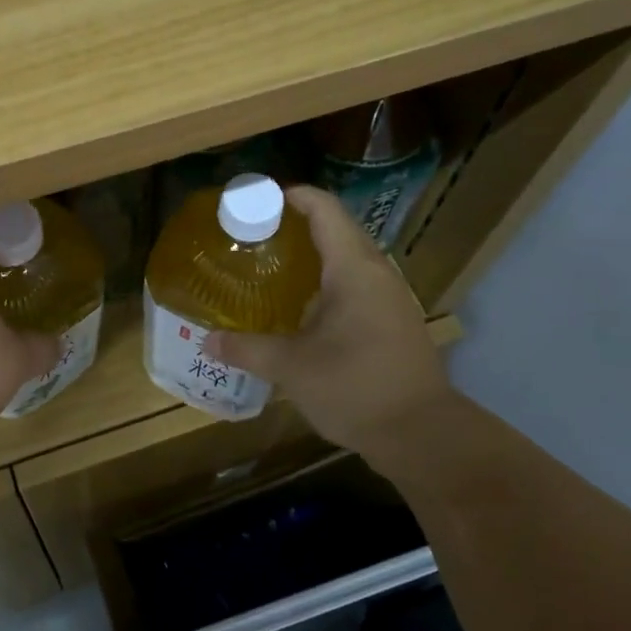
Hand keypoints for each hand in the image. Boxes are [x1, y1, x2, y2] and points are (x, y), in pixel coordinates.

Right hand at [205, 186, 453, 459]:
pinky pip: (357, 287)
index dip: (293, 197)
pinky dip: (328, 285)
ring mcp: (391, 299)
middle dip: (296, 228)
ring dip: (313, 259)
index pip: (325, 210)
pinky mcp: (394, 323)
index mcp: (354, 269)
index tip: (257, 201)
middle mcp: (377, 274)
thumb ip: (248, 349)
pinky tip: (303, 311)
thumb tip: (209, 340)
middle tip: (255, 239)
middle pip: (337, 231)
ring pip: (348, 262)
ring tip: (272, 271)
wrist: (421, 433)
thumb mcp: (292, 368)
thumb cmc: (355, 387)